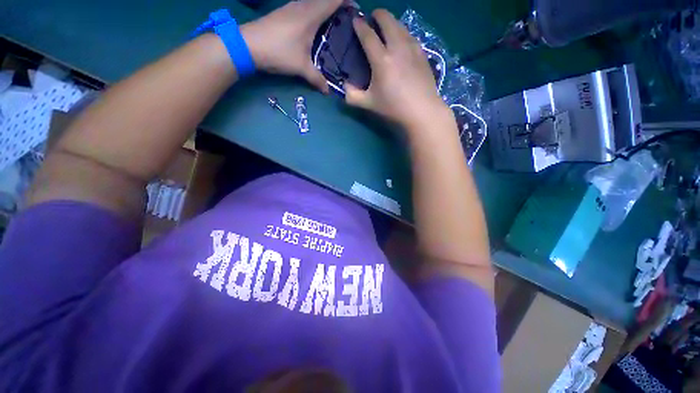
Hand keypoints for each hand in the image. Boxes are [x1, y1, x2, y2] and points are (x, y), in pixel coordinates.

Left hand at [241, 0, 341, 92]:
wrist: (248, 45)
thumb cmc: (278, 51)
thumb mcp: (301, 67)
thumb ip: (317, 79)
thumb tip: (328, 91)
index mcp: (311, 14)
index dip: (348, 2)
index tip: (357, 12)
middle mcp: (303, 5)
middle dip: (340, 6)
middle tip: (349, 23)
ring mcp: (293, 6)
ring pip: (316, 1)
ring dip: (327, 8)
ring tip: (336, 25)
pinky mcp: (286, 12)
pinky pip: (307, 6)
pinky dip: (317, 12)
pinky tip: (318, 27)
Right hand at [345, 10, 453, 134]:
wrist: (422, 110)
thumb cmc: (393, 108)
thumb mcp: (368, 104)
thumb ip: (352, 96)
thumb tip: (344, 86)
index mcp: (381, 59)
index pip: (368, 35)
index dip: (360, 25)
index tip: (355, 20)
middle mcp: (397, 47)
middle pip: (387, 20)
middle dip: (378, 15)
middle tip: (372, 19)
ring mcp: (412, 48)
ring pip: (401, 25)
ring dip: (391, 22)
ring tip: (387, 28)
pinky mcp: (422, 53)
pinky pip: (410, 35)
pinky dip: (403, 32)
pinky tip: (402, 40)